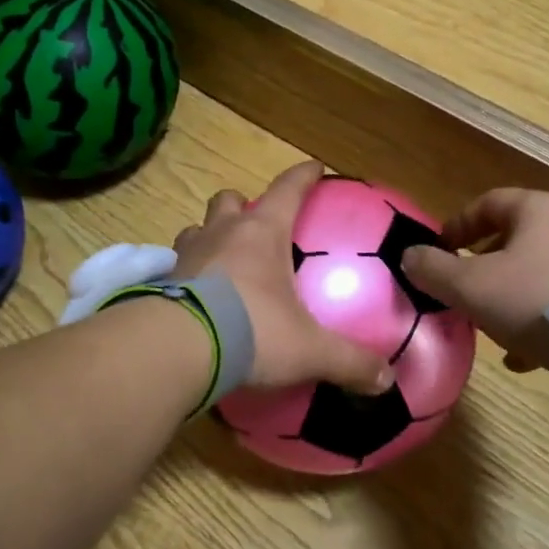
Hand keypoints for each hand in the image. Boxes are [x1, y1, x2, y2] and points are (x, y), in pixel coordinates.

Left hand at [171, 161, 392, 393]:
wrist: (177, 348)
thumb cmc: (252, 330)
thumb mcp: (308, 349)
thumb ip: (348, 361)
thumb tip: (386, 381)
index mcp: (262, 233)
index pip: (288, 189)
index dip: (303, 176)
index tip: (315, 167)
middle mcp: (221, 233)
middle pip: (229, 200)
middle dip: (242, 205)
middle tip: (255, 225)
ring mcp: (186, 254)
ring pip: (196, 228)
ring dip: (209, 237)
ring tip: (221, 259)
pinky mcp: (161, 281)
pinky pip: (175, 265)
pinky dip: (186, 273)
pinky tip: (195, 296)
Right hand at [400, 189, 548, 373]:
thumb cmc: (534, 298)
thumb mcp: (471, 285)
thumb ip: (434, 269)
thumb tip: (408, 256)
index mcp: (537, 210)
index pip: (487, 203)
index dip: (457, 225)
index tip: (438, 251)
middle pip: (514, 238)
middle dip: (483, 265)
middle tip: (462, 289)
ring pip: (537, 273)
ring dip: (509, 296)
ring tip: (489, 325)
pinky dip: (538, 320)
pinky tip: (522, 354)